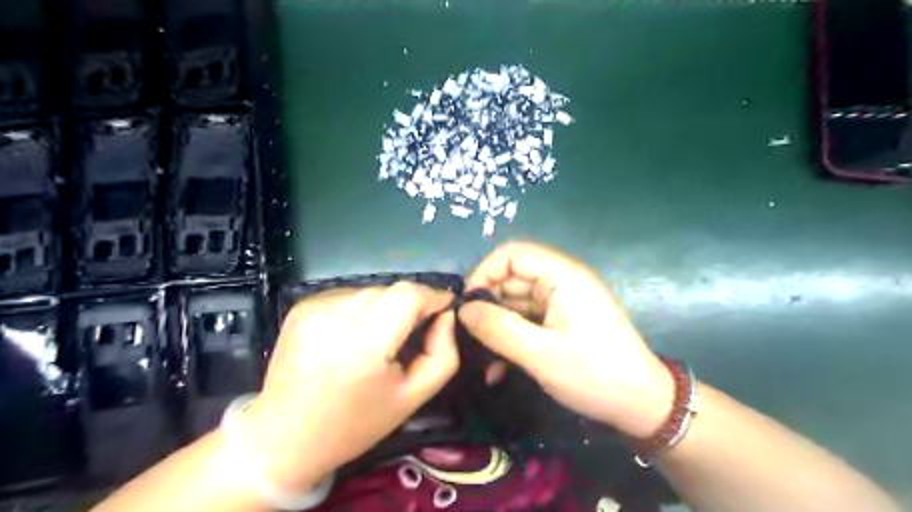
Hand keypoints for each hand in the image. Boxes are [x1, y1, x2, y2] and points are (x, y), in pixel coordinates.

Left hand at [241, 282, 458, 493]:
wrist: (283, 439)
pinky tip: (352, 337)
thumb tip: (446, 315)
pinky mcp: (300, 308)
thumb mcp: (413, 397)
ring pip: (370, 291)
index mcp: (364, 346)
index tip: (443, 310)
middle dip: (410, 305)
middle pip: (390, 290)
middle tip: (411, 333)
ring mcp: (313, 309)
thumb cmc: (355, 424)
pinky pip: (347, 296)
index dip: (432, 297)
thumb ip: (442, 353)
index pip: (408, 294)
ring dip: (385, 307)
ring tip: (378, 339)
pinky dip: (360, 310)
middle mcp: (334, 318)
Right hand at [460, 241, 671, 437]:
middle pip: (511, 279)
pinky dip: (511, 338)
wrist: (642, 406)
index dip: (484, 273)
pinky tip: (498, 369)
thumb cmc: (594, 375)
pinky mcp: (562, 321)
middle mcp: (561, 281)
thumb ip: (497, 328)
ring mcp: (562, 302)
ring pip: (515, 303)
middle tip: (469, 338)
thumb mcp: (540, 354)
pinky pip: (527, 320)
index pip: (512, 254)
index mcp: (562, 276)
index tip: (467, 306)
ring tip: (481, 360)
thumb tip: (462, 310)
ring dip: (496, 328)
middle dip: (487, 307)